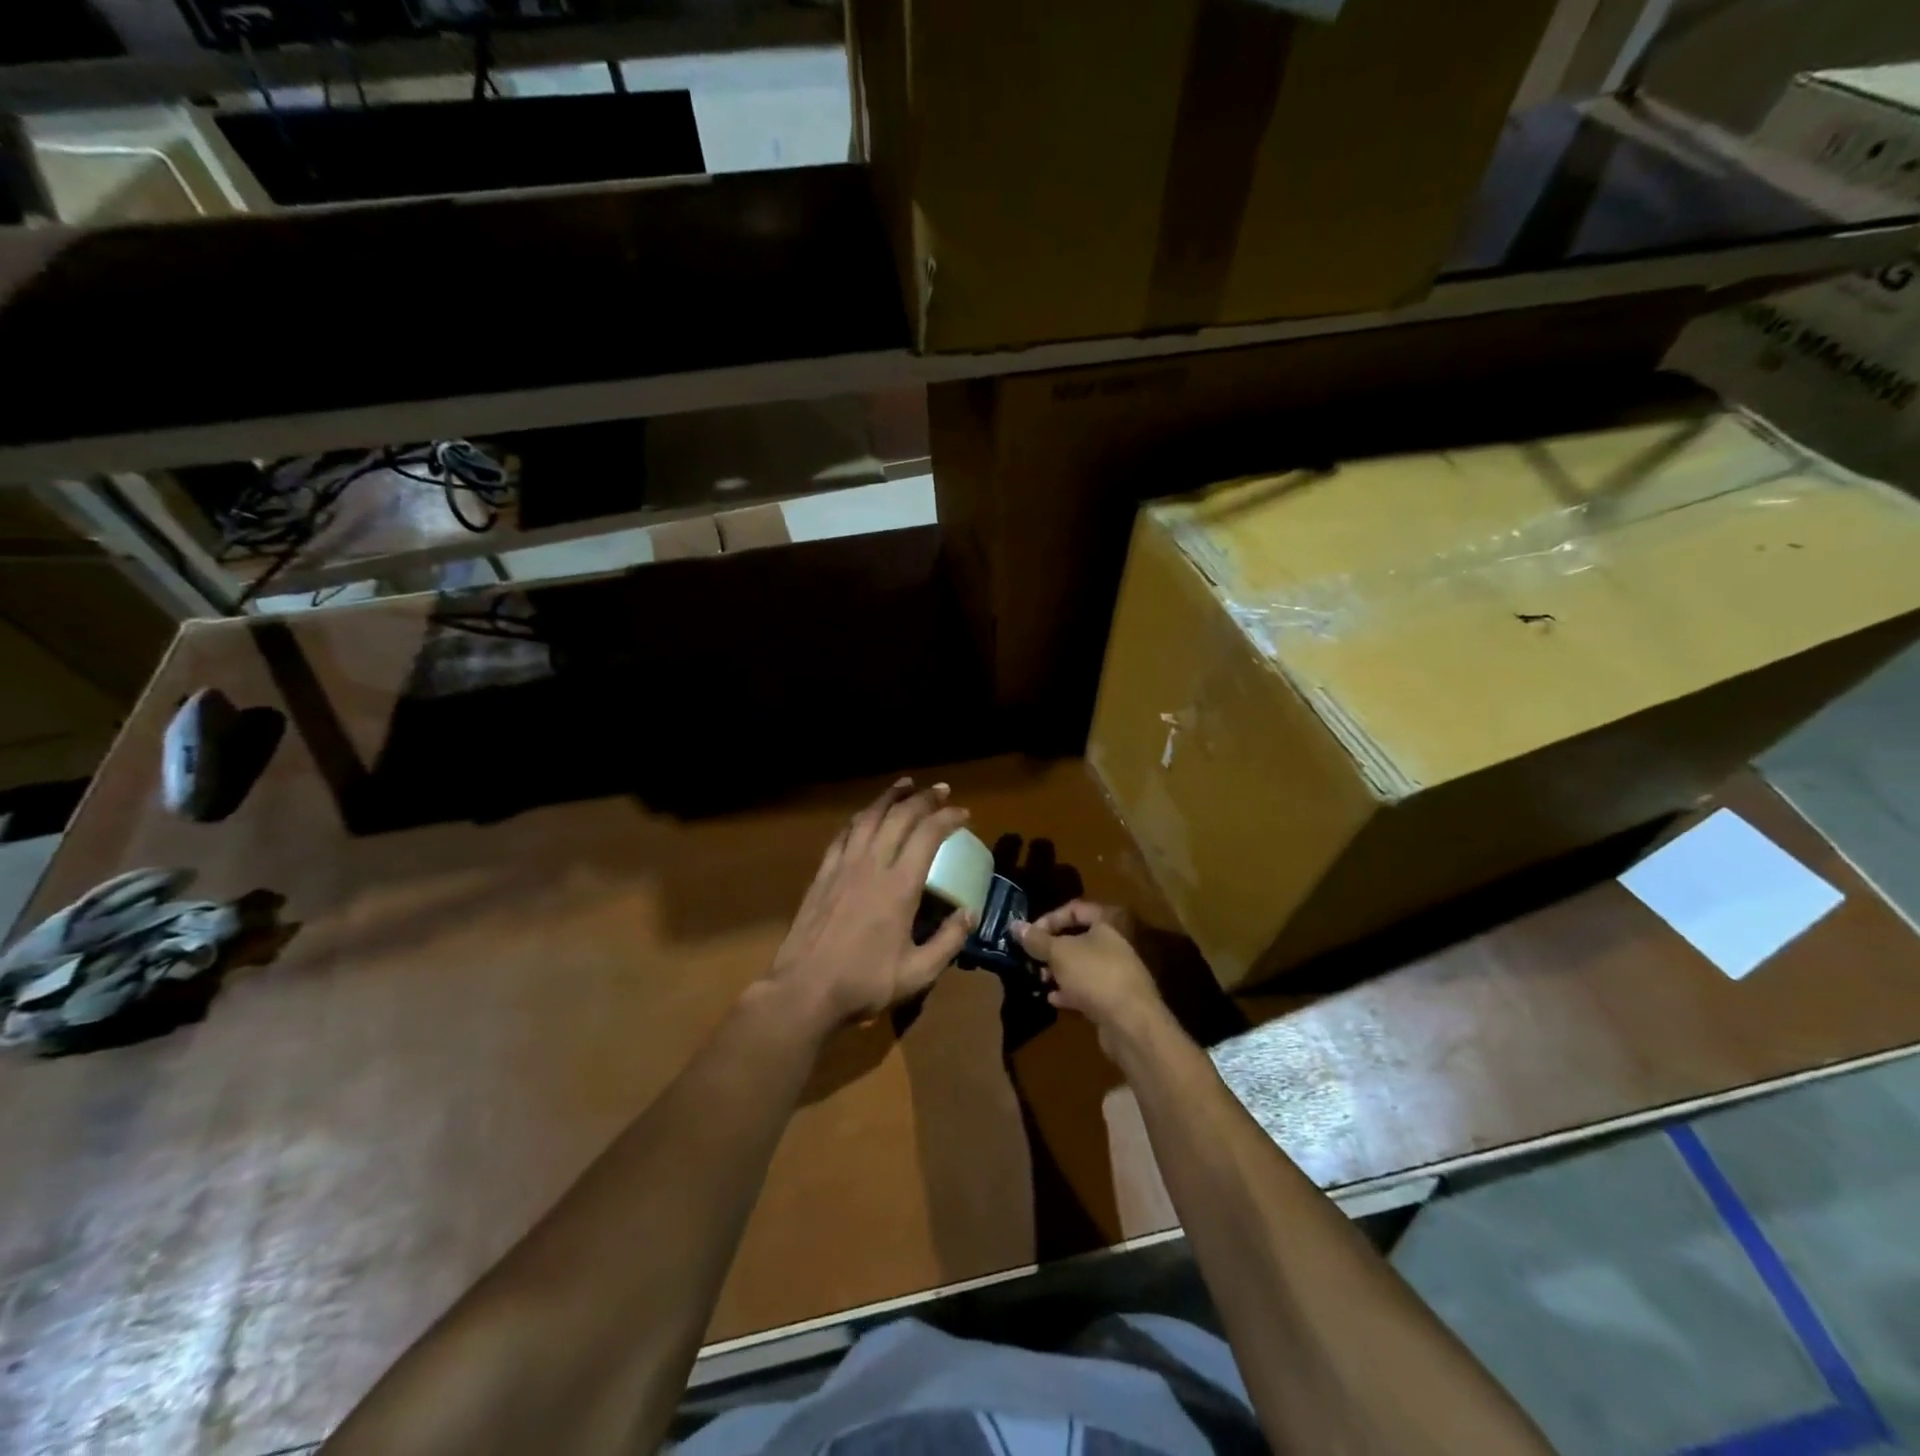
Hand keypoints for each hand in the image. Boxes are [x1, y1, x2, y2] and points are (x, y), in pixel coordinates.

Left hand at [767, 779, 973, 1027]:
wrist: (804, 990)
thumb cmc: (864, 983)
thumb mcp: (918, 973)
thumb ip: (948, 941)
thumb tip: (969, 912)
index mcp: (899, 887)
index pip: (928, 836)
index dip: (948, 818)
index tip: (963, 814)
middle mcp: (872, 866)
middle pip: (899, 817)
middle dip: (924, 798)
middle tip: (941, 790)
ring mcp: (843, 866)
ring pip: (869, 818)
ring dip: (889, 797)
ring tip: (905, 785)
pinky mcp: (822, 874)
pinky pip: (843, 835)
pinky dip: (860, 818)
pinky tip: (865, 815)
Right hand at [1014, 901, 1166, 1051]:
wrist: (1130, 1023)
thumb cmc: (1094, 975)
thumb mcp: (1059, 953)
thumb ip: (1037, 940)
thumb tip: (1015, 926)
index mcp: (1107, 923)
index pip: (1074, 909)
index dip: (1049, 918)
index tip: (1028, 934)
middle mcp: (1115, 943)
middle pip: (1077, 938)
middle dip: (1051, 948)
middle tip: (1031, 958)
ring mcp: (1116, 972)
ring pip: (1081, 965)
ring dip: (1058, 971)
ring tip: (1039, 978)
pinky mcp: (1114, 999)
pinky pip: (1087, 989)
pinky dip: (1069, 992)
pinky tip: (1052, 999)